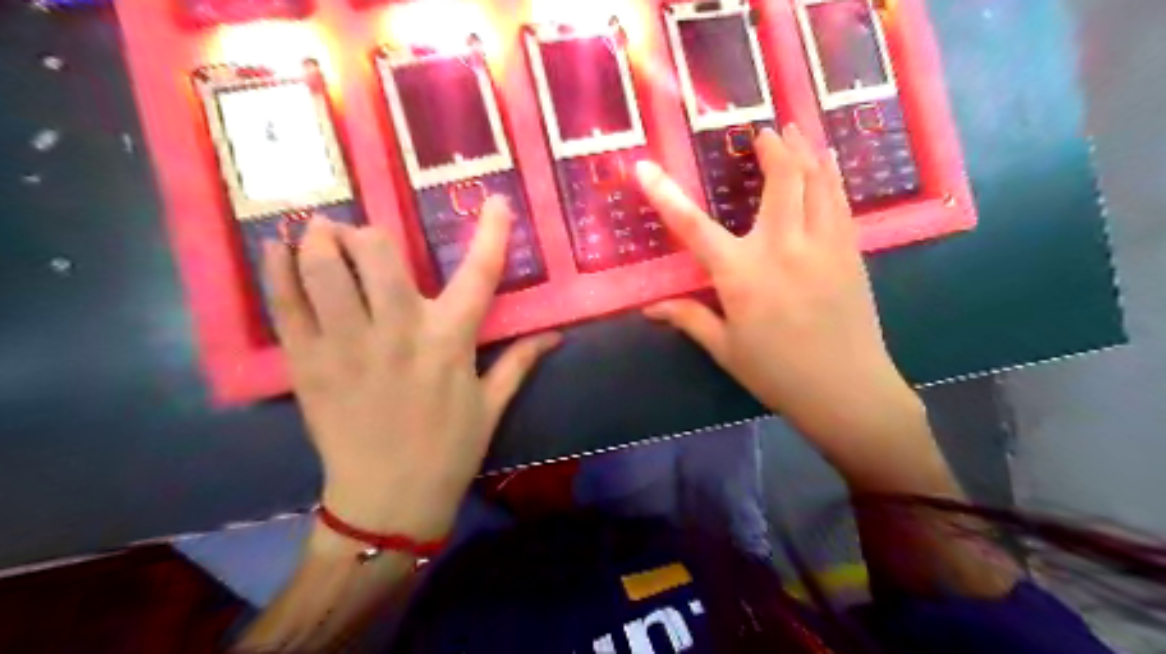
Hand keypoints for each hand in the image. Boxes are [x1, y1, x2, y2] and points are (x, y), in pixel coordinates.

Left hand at [264, 200, 559, 540]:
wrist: (388, 502)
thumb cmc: (449, 451)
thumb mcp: (492, 406)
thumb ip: (521, 362)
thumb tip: (557, 334)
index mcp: (450, 342)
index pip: (479, 274)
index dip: (491, 232)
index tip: (495, 200)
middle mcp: (399, 332)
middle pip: (377, 253)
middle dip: (369, 233)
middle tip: (362, 236)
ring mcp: (347, 346)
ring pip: (324, 268)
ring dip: (320, 239)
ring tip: (320, 234)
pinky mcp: (307, 365)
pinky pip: (285, 305)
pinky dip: (277, 270)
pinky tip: (277, 251)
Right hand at [634, 126, 925, 457]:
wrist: (846, 389)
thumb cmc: (777, 372)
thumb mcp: (725, 348)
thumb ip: (688, 318)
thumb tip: (649, 307)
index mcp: (741, 275)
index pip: (693, 227)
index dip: (664, 195)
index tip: (644, 167)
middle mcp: (782, 248)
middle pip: (781, 180)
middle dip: (773, 148)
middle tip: (764, 130)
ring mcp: (822, 245)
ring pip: (817, 181)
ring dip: (805, 150)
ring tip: (796, 128)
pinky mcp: (849, 251)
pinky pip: (840, 200)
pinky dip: (831, 174)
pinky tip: (828, 163)